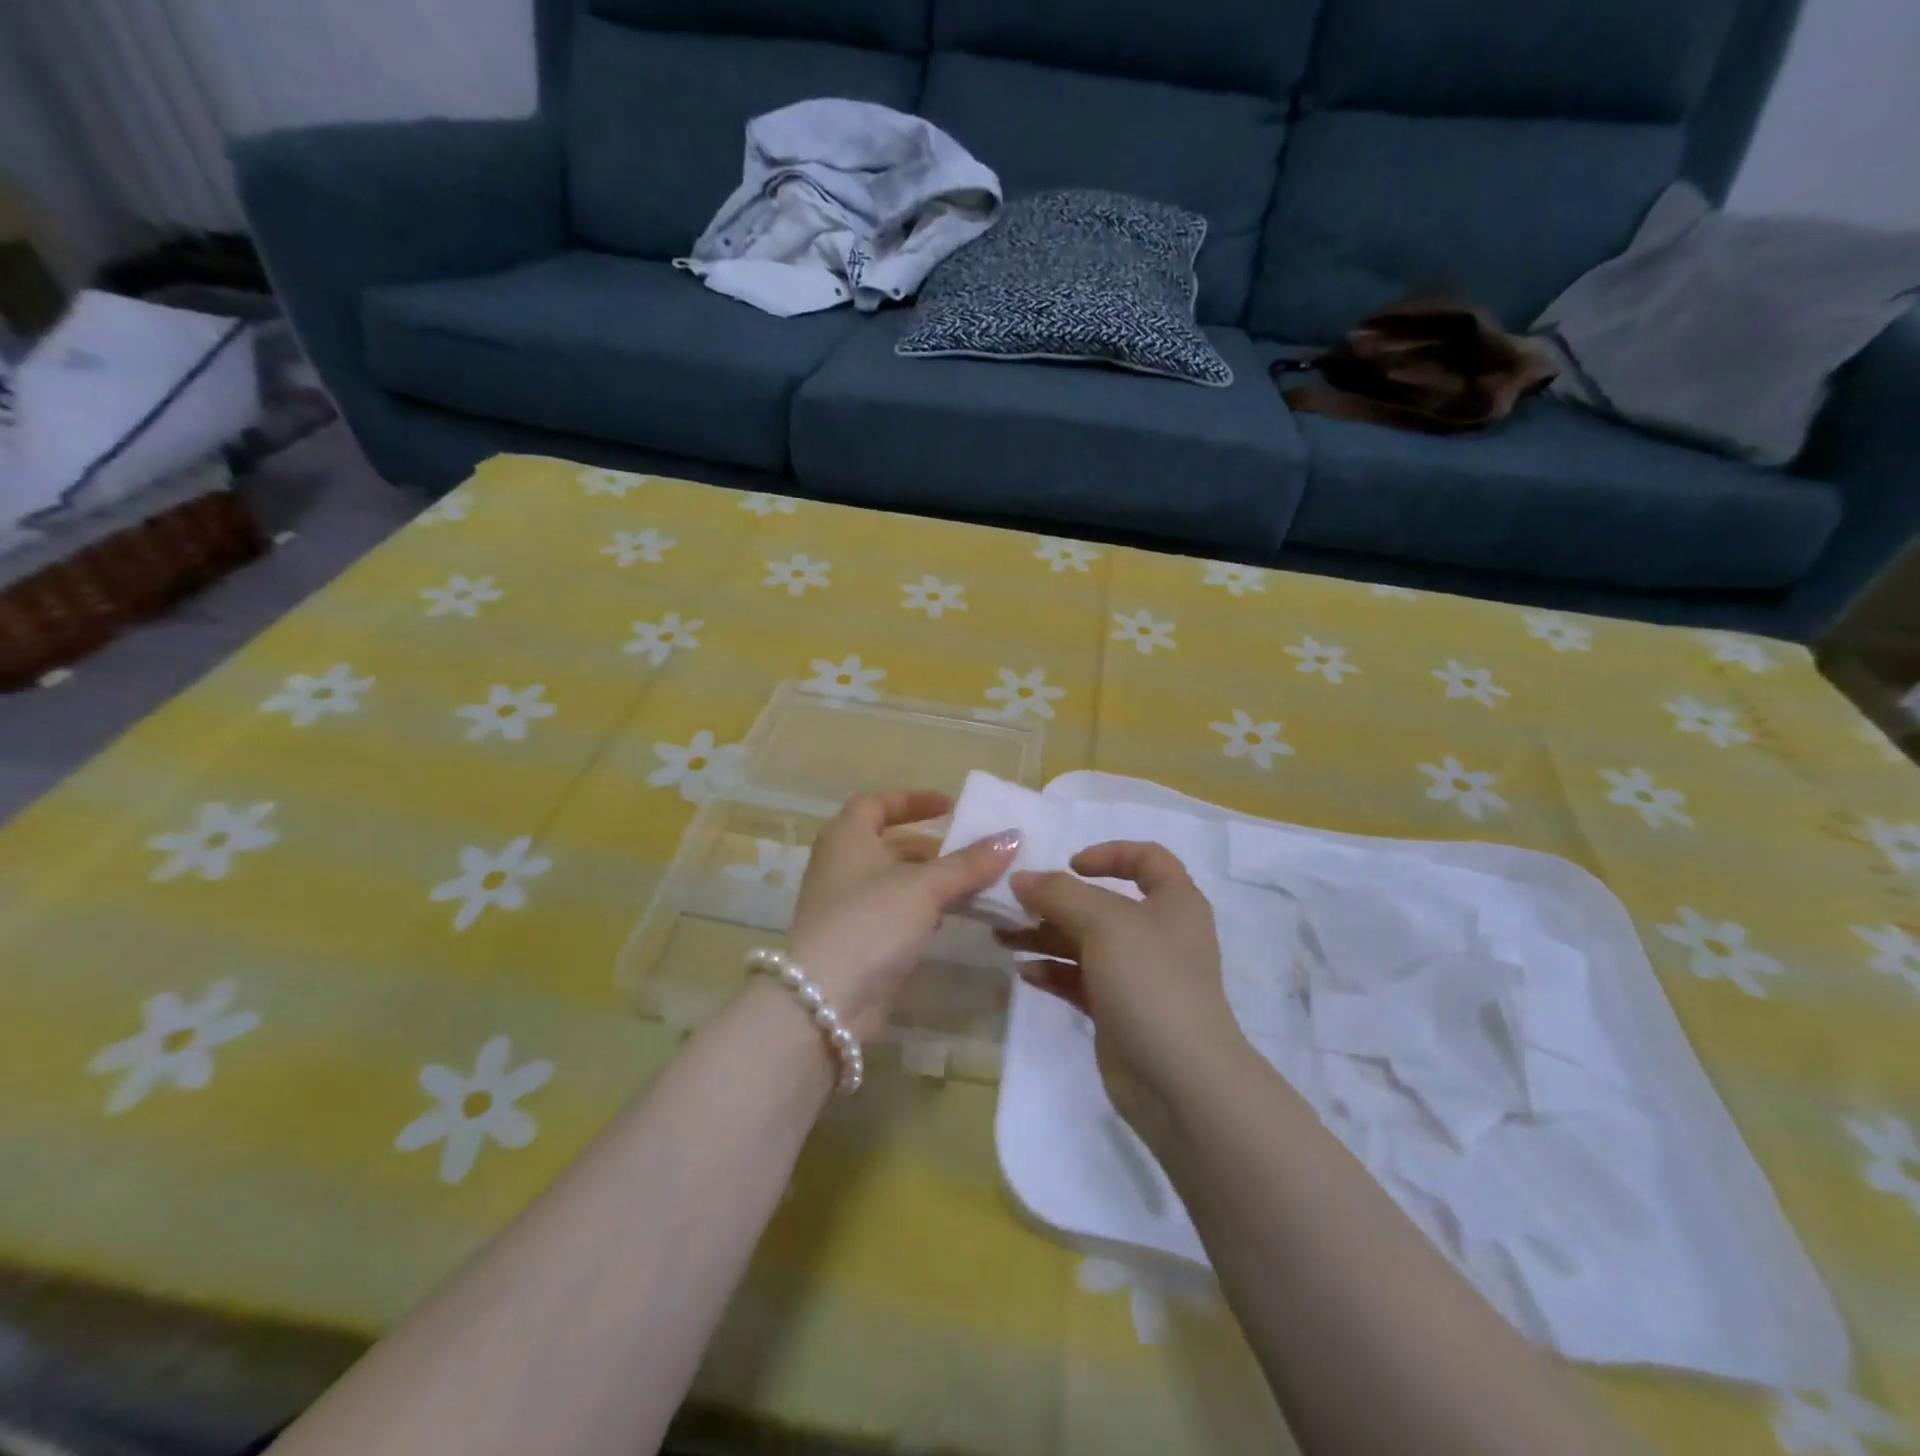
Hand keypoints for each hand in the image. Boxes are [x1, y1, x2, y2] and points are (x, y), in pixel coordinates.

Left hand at [785, 790, 1018, 1039]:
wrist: (824, 1000)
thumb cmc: (870, 921)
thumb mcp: (924, 886)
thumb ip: (968, 863)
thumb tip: (1012, 837)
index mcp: (847, 838)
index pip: (875, 804)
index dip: (911, 801)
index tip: (949, 806)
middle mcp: (842, 866)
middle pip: (890, 845)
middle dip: (932, 848)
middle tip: (974, 851)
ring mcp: (848, 907)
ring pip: (896, 883)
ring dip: (932, 882)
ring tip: (976, 884)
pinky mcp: (859, 942)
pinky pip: (895, 915)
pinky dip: (922, 912)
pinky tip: (952, 920)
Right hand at [1002, 842, 1246, 1139]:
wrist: (1180, 1081)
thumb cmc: (1150, 981)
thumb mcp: (1104, 923)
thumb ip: (1058, 894)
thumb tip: (1021, 879)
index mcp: (1174, 902)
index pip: (1147, 859)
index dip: (1109, 853)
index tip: (1070, 865)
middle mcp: (1158, 933)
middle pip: (1102, 904)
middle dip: (1056, 902)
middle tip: (1012, 905)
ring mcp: (1138, 975)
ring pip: (1085, 943)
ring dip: (1044, 936)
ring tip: (1002, 938)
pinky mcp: (1119, 1011)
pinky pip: (1080, 980)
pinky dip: (1053, 971)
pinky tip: (1023, 973)